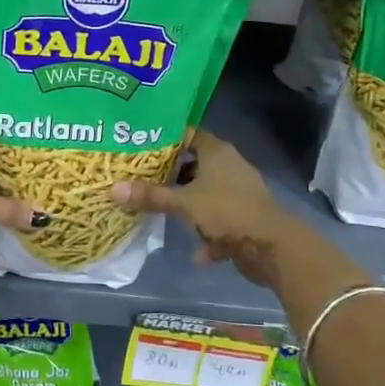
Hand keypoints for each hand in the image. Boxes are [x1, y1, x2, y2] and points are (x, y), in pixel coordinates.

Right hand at [110, 131, 290, 286]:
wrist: (272, 247)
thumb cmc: (227, 212)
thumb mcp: (184, 203)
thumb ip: (151, 196)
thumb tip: (113, 189)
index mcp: (217, 152)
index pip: (188, 134)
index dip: (165, 139)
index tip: (140, 145)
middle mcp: (230, 166)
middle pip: (194, 164)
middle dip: (171, 175)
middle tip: (141, 179)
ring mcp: (239, 192)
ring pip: (206, 193)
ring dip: (189, 206)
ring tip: (162, 212)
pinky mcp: (245, 217)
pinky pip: (219, 220)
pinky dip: (208, 234)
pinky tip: (197, 251)